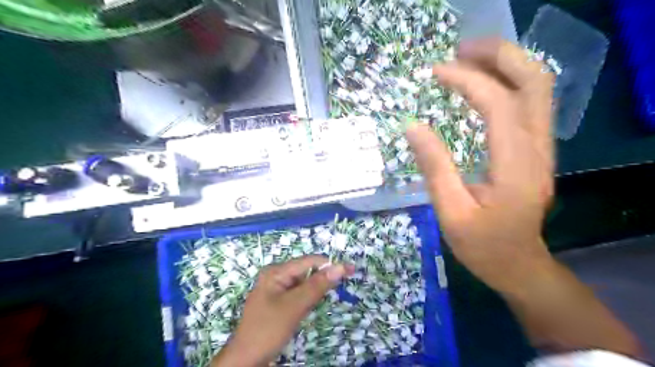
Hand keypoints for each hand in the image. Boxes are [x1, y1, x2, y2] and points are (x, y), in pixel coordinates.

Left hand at [214, 255, 352, 366]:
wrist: (246, 360)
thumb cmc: (268, 329)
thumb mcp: (295, 306)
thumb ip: (317, 285)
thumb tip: (340, 267)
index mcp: (276, 271)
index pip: (309, 261)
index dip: (330, 264)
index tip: (351, 269)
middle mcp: (276, 276)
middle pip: (306, 271)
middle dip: (323, 277)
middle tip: (342, 285)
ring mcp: (276, 289)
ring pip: (303, 283)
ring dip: (316, 288)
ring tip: (323, 298)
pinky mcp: (278, 302)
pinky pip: (298, 294)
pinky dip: (308, 298)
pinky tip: (310, 306)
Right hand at [408, 38, 642, 357]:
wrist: (518, 264)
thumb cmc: (482, 245)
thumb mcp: (450, 212)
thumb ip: (434, 168)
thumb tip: (413, 127)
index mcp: (515, 167)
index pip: (498, 106)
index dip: (468, 81)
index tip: (436, 72)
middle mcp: (537, 150)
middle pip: (535, 82)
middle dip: (499, 56)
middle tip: (460, 50)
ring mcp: (541, 148)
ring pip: (538, 88)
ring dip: (506, 64)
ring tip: (467, 58)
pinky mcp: (535, 150)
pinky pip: (529, 104)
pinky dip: (507, 83)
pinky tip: (482, 83)